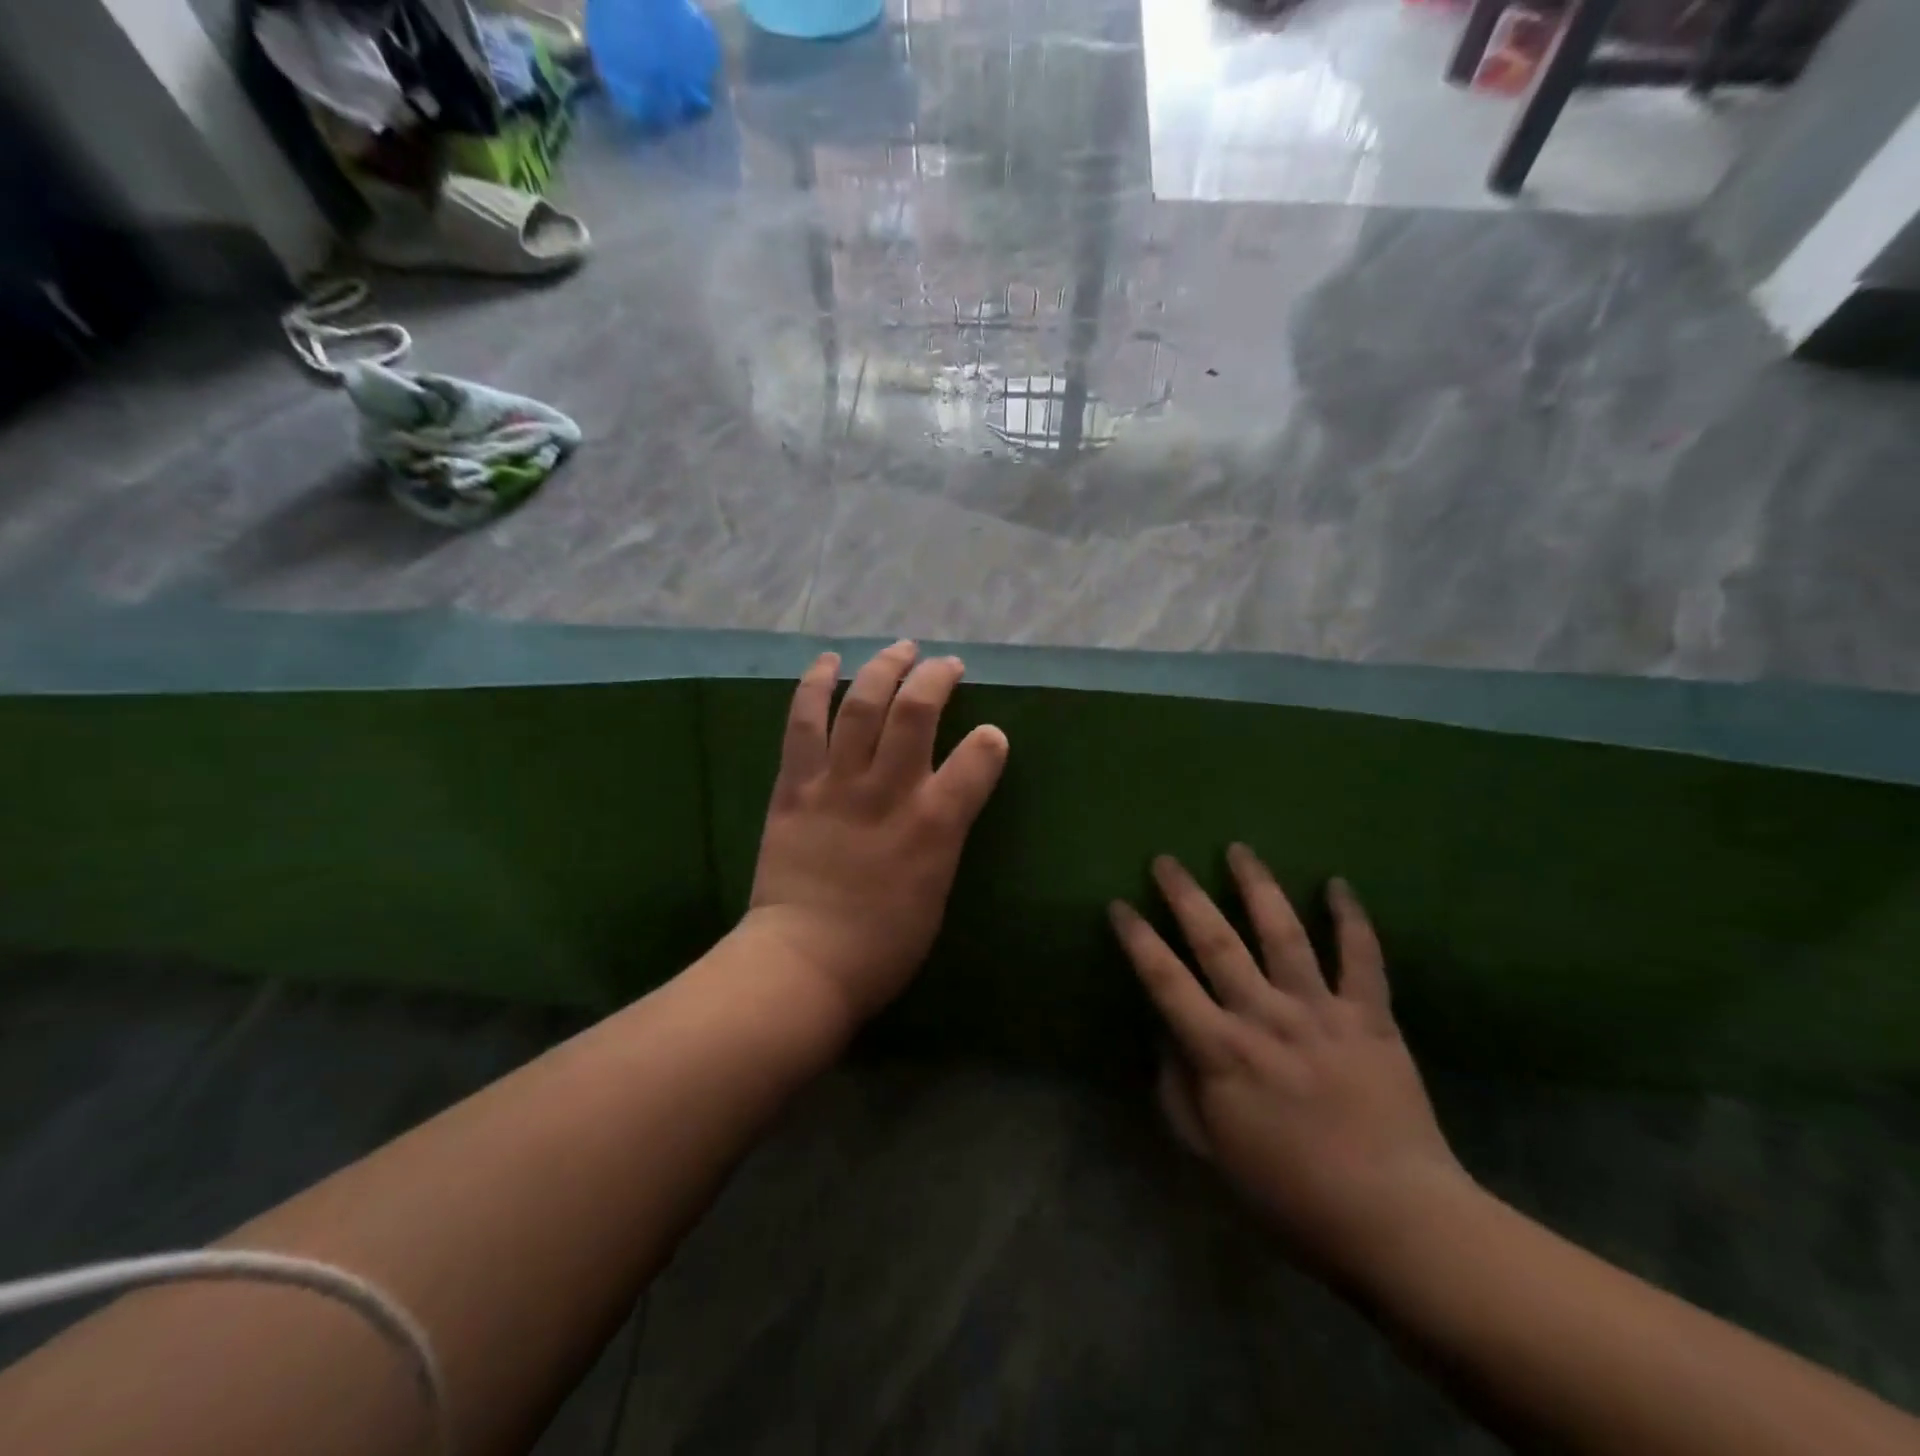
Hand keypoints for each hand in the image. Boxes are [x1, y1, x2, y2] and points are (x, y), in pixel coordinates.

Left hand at [746, 641, 1008, 1023]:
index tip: (990, 735)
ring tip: (900, 648)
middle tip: (945, 665)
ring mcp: (837, 783)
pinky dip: (816, 685)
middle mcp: (889, 791)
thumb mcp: (938, 892)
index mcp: (935, 825)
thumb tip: (948, 800)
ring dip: (884, 667)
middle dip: (936, 677)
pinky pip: (804, 722)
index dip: (990, 740)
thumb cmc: (882, 945)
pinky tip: (829, 661)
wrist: (803, 963)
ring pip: (862, 704)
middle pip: (916, 711)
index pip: (979, 759)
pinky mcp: (795, 785)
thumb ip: (946, 836)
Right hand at [1110, 846, 1470, 1280]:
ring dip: (1258, 886)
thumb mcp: (1211, 1154)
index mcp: (1221, 1051)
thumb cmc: (1290, 1193)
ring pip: (1283, 933)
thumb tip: (1168, 1041)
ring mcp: (1320, 1011)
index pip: (1165, 980)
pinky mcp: (1370, 1017)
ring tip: (1239, 849)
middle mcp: (1265, 1017)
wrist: (1397, 1220)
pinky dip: (1351, 919)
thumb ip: (1179, 1092)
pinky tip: (1337, 884)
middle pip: (1216, 941)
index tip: (1120, 905)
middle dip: (1186, 895)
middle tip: (1166, 859)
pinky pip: (1362, 958)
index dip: (1138, 939)